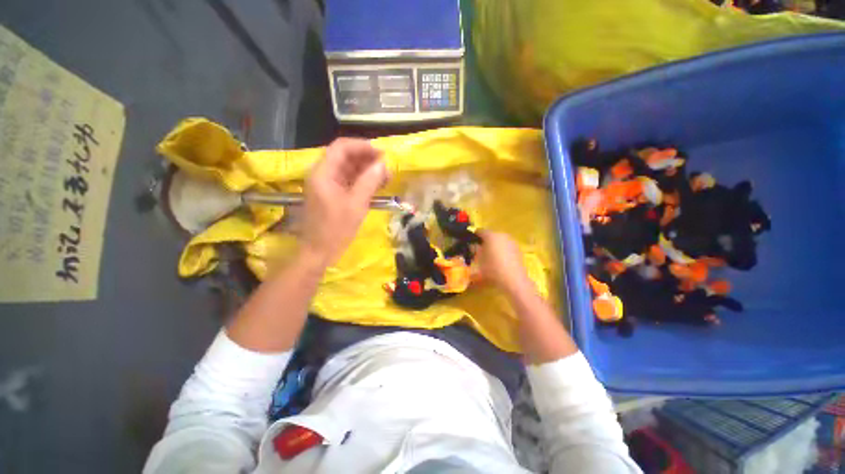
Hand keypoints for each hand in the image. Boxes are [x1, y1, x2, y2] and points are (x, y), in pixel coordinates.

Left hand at [301, 138, 386, 265]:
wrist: (319, 252)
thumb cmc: (336, 230)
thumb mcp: (356, 205)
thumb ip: (369, 182)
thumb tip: (383, 164)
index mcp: (323, 173)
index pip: (341, 147)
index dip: (362, 146)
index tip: (382, 153)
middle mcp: (322, 174)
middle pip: (345, 156)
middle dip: (367, 159)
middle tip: (387, 167)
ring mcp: (326, 184)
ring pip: (347, 169)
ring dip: (366, 170)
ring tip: (385, 177)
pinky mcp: (331, 194)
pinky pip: (347, 181)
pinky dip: (362, 181)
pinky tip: (376, 185)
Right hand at [475, 230, 532, 293]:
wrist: (513, 279)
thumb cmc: (492, 268)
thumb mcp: (479, 260)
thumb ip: (474, 250)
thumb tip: (473, 245)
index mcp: (491, 235)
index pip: (480, 231)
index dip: (474, 236)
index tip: (470, 242)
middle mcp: (502, 235)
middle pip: (490, 235)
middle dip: (485, 241)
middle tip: (479, 250)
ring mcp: (511, 241)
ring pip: (499, 240)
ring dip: (494, 245)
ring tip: (489, 255)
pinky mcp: (517, 249)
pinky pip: (506, 246)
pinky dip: (502, 250)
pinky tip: (499, 260)